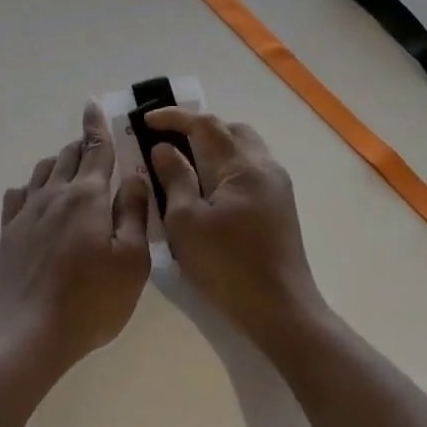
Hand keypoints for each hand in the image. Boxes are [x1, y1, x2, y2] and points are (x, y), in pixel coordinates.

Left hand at [0, 102, 151, 369]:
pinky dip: (32, 187)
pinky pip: (19, 195)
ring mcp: (26, 213)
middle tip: (94, 146)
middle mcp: (53, 195)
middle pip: (68, 157)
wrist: (28, 334)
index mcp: (87, 196)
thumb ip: (133, 213)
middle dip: (82, 146)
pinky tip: (36, 197)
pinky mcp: (8, 234)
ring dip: (59, 163)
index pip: (95, 149)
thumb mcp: (131, 260)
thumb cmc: (91, 300)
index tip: (92, 104)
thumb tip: (133, 176)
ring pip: (43, 172)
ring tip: (71, 169)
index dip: (97, 126)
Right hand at [145, 109, 326, 353]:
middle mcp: (264, 166)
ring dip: (214, 146)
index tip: (146, 120)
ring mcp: (277, 185)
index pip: (206, 124)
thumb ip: (175, 178)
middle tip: (167, 140)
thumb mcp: (186, 222)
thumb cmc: (227, 265)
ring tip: (185, 162)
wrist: (280, 309)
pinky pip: (250, 168)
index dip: (174, 117)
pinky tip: (207, 187)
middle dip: (197, 128)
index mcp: (242, 166)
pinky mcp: (280, 204)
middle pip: (230, 129)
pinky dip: (225, 164)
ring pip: (243, 147)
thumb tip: (164, 149)